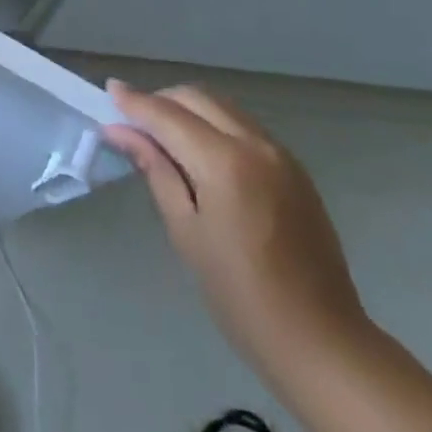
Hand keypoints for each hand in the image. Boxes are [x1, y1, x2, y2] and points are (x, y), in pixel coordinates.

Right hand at [105, 82, 368, 372]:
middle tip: (133, 121)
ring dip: (189, 109)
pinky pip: (244, 126)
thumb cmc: (240, 296)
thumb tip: (120, 131)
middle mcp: (255, 144)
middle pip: (197, 98)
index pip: (168, 115)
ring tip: (163, 136)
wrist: (321, 341)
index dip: (135, 102)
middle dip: (161, 100)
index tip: (109, 90)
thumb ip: (156, 170)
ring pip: (222, 107)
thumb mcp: (186, 232)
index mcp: (225, 162)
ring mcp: (280, 153)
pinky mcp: (294, 167)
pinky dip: (215, 125)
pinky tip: (201, 154)